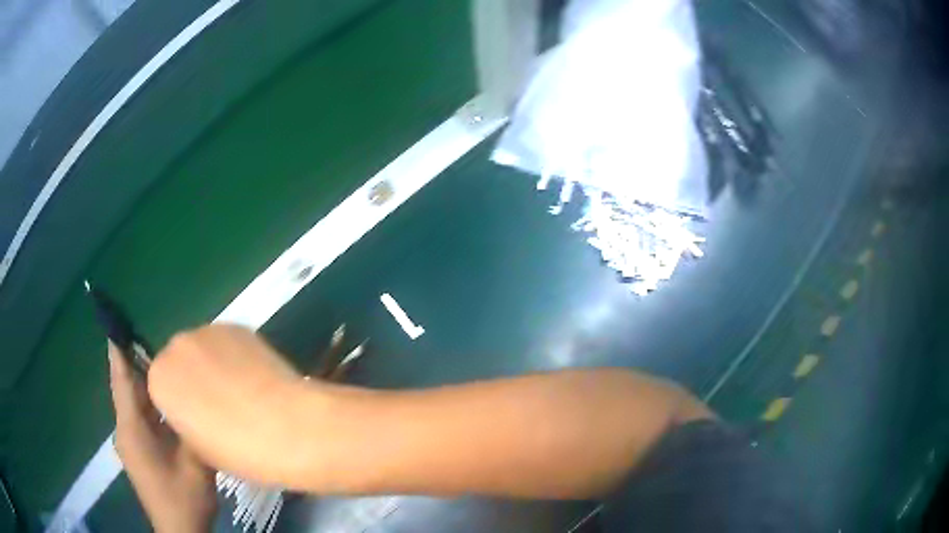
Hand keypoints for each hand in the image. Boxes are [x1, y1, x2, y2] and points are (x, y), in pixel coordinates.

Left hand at [108, 343, 215, 532]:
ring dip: (143, 383)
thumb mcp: (194, 465)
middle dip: (133, 363)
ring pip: (133, 404)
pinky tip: (164, 398)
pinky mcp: (139, 450)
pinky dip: (148, 403)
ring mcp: (131, 442)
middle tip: (148, 336)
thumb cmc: (183, 497)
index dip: (118, 353)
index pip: (121, 382)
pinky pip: (140, 417)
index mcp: (132, 429)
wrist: (179, 530)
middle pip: (125, 389)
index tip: (115, 324)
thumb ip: (191, 427)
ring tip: (160, 361)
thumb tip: (195, 395)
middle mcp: (126, 430)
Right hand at [146, 324, 319, 486]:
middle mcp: (176, 345)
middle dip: (194, 378)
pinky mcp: (237, 325)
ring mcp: (207, 330)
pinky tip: (256, 376)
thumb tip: (196, 409)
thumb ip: (185, 419)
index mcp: (159, 378)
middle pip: (180, 360)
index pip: (160, 385)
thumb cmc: (238, 450)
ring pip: (203, 348)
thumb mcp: (198, 447)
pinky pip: (227, 342)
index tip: (198, 419)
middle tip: (220, 403)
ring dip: (214, 364)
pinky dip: (235, 355)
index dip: (180, 403)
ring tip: (242, 389)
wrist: (286, 427)